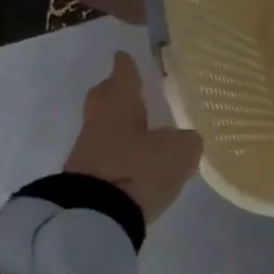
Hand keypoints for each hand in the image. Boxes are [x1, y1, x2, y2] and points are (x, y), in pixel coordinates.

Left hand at [63, 51, 202, 222]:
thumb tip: (184, 139)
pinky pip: (107, 156)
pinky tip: (137, 160)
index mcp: (119, 104)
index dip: (127, 66)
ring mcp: (88, 152)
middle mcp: (99, 122)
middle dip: (116, 92)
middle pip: (105, 99)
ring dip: (121, 127)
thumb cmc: (139, 169)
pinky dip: (121, 154)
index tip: (124, 55)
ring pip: (105, 129)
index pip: (123, 77)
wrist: (94, 219)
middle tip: (129, 87)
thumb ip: (186, 140)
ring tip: (142, 129)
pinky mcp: (86, 180)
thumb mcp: (179, 152)